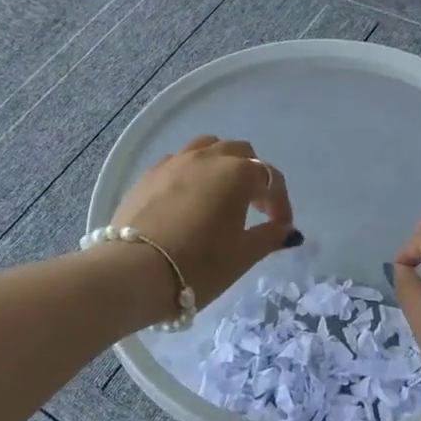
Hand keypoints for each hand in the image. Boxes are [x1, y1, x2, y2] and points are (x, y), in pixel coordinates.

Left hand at [109, 137, 298, 307]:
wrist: (134, 272)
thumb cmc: (198, 266)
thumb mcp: (242, 256)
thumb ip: (269, 237)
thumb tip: (286, 229)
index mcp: (237, 174)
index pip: (271, 178)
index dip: (280, 202)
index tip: (281, 227)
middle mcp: (207, 158)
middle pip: (240, 152)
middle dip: (253, 176)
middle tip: (255, 208)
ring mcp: (174, 162)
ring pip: (207, 148)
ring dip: (222, 164)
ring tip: (221, 193)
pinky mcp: (148, 174)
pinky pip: (179, 161)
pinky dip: (192, 172)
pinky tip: (188, 198)